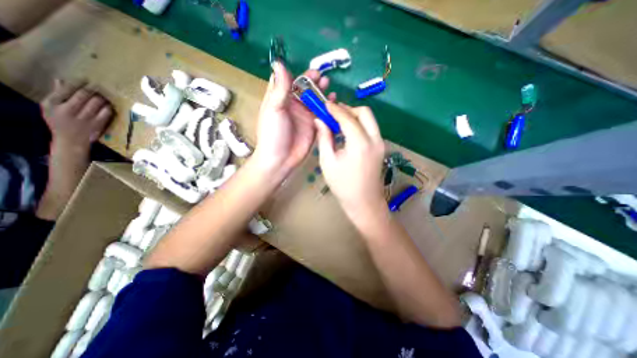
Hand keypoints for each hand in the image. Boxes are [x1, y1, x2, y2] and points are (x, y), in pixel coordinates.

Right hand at [41, 79, 112, 152]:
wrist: (71, 140)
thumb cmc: (58, 121)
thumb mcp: (50, 107)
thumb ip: (56, 94)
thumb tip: (61, 80)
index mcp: (57, 105)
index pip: (71, 91)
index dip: (82, 85)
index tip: (87, 81)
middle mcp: (72, 110)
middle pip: (88, 95)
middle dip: (94, 92)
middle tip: (98, 91)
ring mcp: (87, 117)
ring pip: (99, 103)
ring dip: (103, 99)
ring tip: (103, 98)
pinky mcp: (99, 123)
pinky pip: (107, 112)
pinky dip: (109, 107)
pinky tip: (108, 106)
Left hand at [253, 62, 334, 176]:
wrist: (280, 159)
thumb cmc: (273, 133)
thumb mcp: (274, 109)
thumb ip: (280, 88)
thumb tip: (279, 63)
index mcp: (281, 99)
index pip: (291, 82)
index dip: (301, 76)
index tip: (313, 72)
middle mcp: (294, 106)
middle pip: (306, 91)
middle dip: (315, 84)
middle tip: (324, 79)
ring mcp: (305, 117)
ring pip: (315, 102)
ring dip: (322, 94)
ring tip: (329, 89)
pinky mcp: (313, 127)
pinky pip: (321, 115)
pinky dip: (327, 109)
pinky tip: (333, 104)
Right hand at [316, 102, 385, 216]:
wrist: (364, 202)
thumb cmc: (343, 186)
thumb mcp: (328, 162)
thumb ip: (324, 138)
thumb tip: (319, 121)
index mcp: (360, 144)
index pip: (348, 118)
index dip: (335, 109)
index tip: (325, 104)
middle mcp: (374, 140)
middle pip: (364, 112)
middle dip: (348, 109)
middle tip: (334, 114)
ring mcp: (380, 144)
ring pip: (369, 119)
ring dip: (354, 116)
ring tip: (338, 122)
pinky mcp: (381, 148)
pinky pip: (371, 129)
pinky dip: (360, 125)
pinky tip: (348, 132)